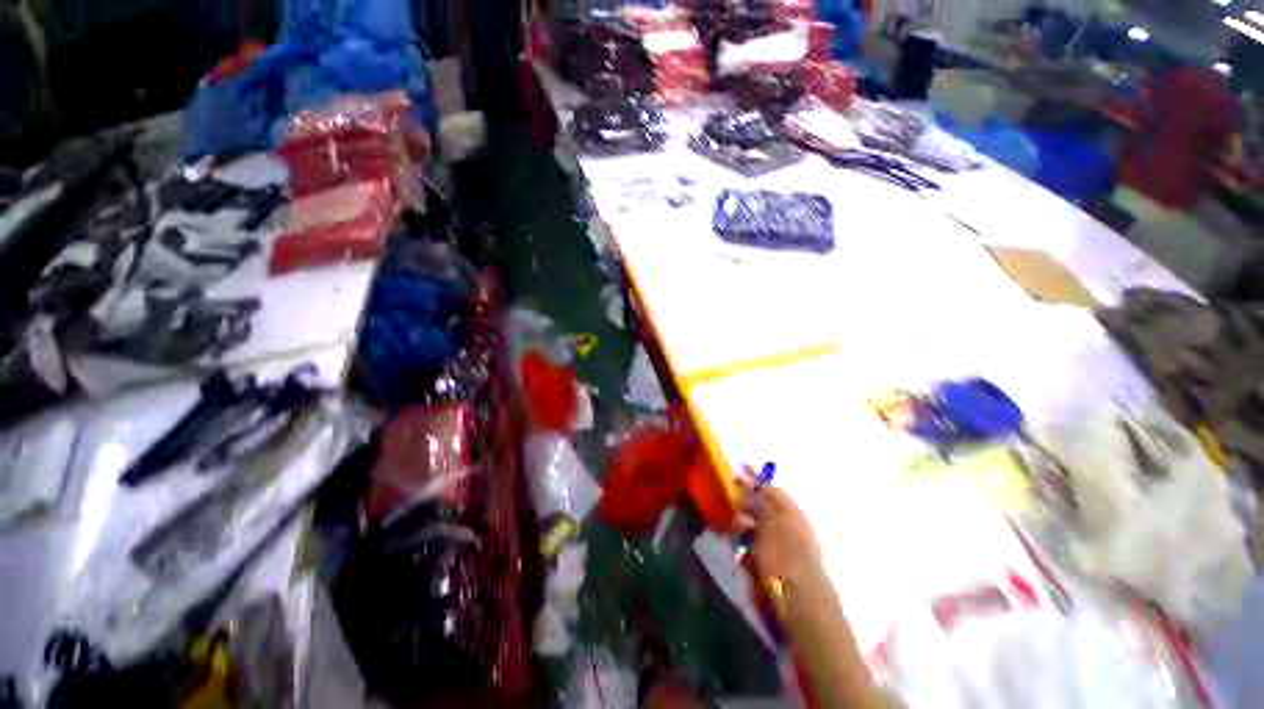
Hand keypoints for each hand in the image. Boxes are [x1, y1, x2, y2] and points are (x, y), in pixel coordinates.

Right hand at [734, 466, 821, 585]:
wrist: (796, 594)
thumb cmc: (792, 550)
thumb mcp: (785, 517)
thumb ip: (773, 498)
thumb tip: (762, 484)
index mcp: (789, 513)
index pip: (770, 490)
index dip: (756, 477)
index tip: (741, 465)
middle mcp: (777, 525)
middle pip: (756, 503)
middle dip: (744, 495)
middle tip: (732, 490)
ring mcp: (766, 542)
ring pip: (746, 520)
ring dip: (740, 519)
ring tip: (742, 527)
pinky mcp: (755, 559)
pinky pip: (741, 540)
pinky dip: (738, 538)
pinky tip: (739, 544)